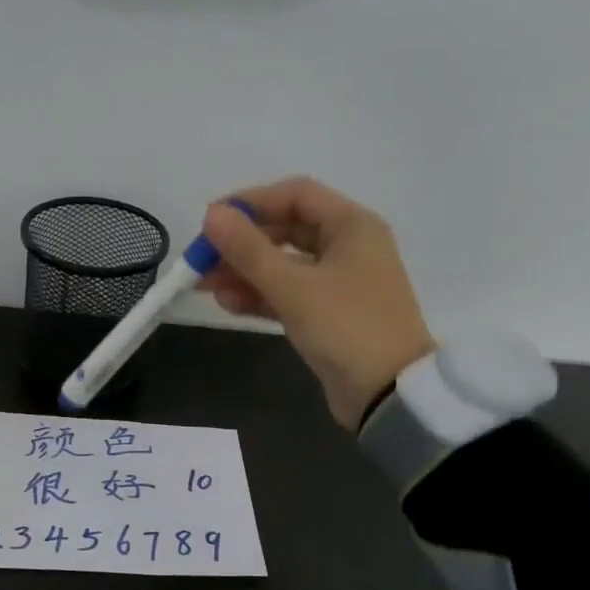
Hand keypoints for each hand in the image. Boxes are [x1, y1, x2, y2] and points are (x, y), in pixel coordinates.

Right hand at [200, 177, 434, 428]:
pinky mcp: (329, 314)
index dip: (251, 202)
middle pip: (286, 230)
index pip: (295, 195)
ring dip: (244, 272)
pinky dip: (260, 295)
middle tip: (200, 258)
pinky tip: (227, 303)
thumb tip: (212, 214)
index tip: (211, 219)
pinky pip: (289, 294)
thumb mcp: (293, 287)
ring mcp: (339, 282)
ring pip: (283, 265)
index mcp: (352, 226)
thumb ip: (249, 250)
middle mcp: (349, 247)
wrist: (389, 395)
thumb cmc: (346, 328)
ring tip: (203, 285)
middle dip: (241, 244)